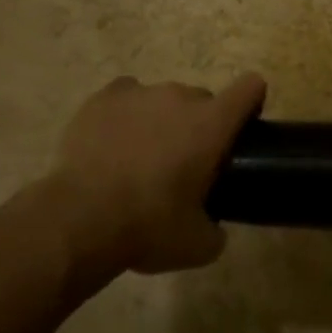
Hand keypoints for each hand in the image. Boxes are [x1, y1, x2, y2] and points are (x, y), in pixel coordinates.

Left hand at [45, 73, 265, 282]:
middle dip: (199, 126)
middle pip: (202, 99)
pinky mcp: (103, 98)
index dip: (251, 103)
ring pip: (162, 99)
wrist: (80, 219)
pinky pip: (126, 96)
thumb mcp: (198, 245)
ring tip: (140, 158)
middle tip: (183, 164)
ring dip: (161, 121)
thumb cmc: (149, 227)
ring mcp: (139, 93)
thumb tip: (214, 227)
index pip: (250, 87)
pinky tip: (114, 141)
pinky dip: (126, 114)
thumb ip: (216, 229)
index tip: (242, 129)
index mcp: (212, 124)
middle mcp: (180, 97)